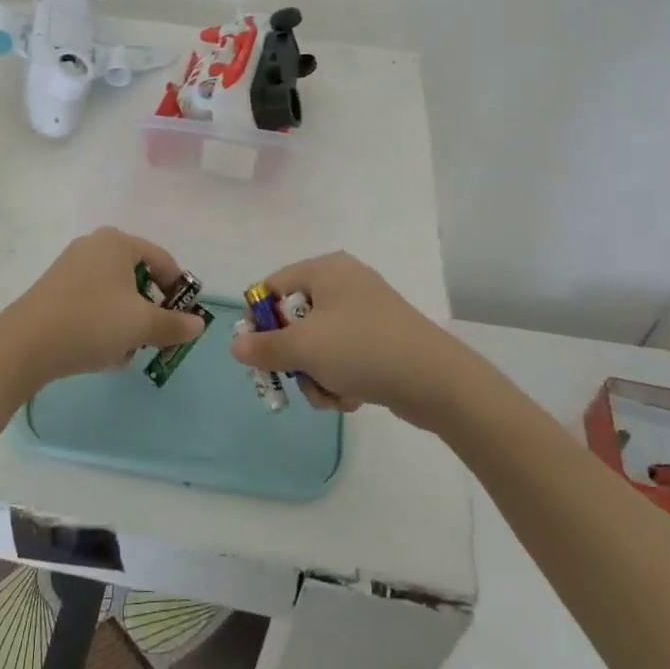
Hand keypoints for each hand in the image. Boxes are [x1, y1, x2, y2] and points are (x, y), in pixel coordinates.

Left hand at [0, 228, 206, 397]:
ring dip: (126, 324)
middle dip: (149, 312)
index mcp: (118, 242)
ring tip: (126, 353)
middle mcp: (94, 246)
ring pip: (115, 296)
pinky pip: (92, 305)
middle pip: (138, 279)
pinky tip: (102, 354)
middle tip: (154, 340)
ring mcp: (70, 268)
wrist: (25, 345)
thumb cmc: (92, 323)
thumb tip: (199, 324)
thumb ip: (175, 325)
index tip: (183, 321)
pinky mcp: (54, 291)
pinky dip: (103, 326)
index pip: (164, 261)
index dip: (179, 291)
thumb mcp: (142, 326)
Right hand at [230, 252, 472, 428]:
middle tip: (291, 381)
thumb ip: (263, 347)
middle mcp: (344, 283)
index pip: (272, 287)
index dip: (258, 320)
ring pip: (317, 345)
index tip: (257, 352)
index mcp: (325, 269)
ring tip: (330, 395)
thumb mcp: (304, 348)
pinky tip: (350, 399)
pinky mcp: (380, 340)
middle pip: (294, 320)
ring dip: (315, 376)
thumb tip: (235, 346)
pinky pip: (343, 357)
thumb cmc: (361, 349)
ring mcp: (365, 312)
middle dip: (293, 358)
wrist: (435, 379)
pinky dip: (339, 379)